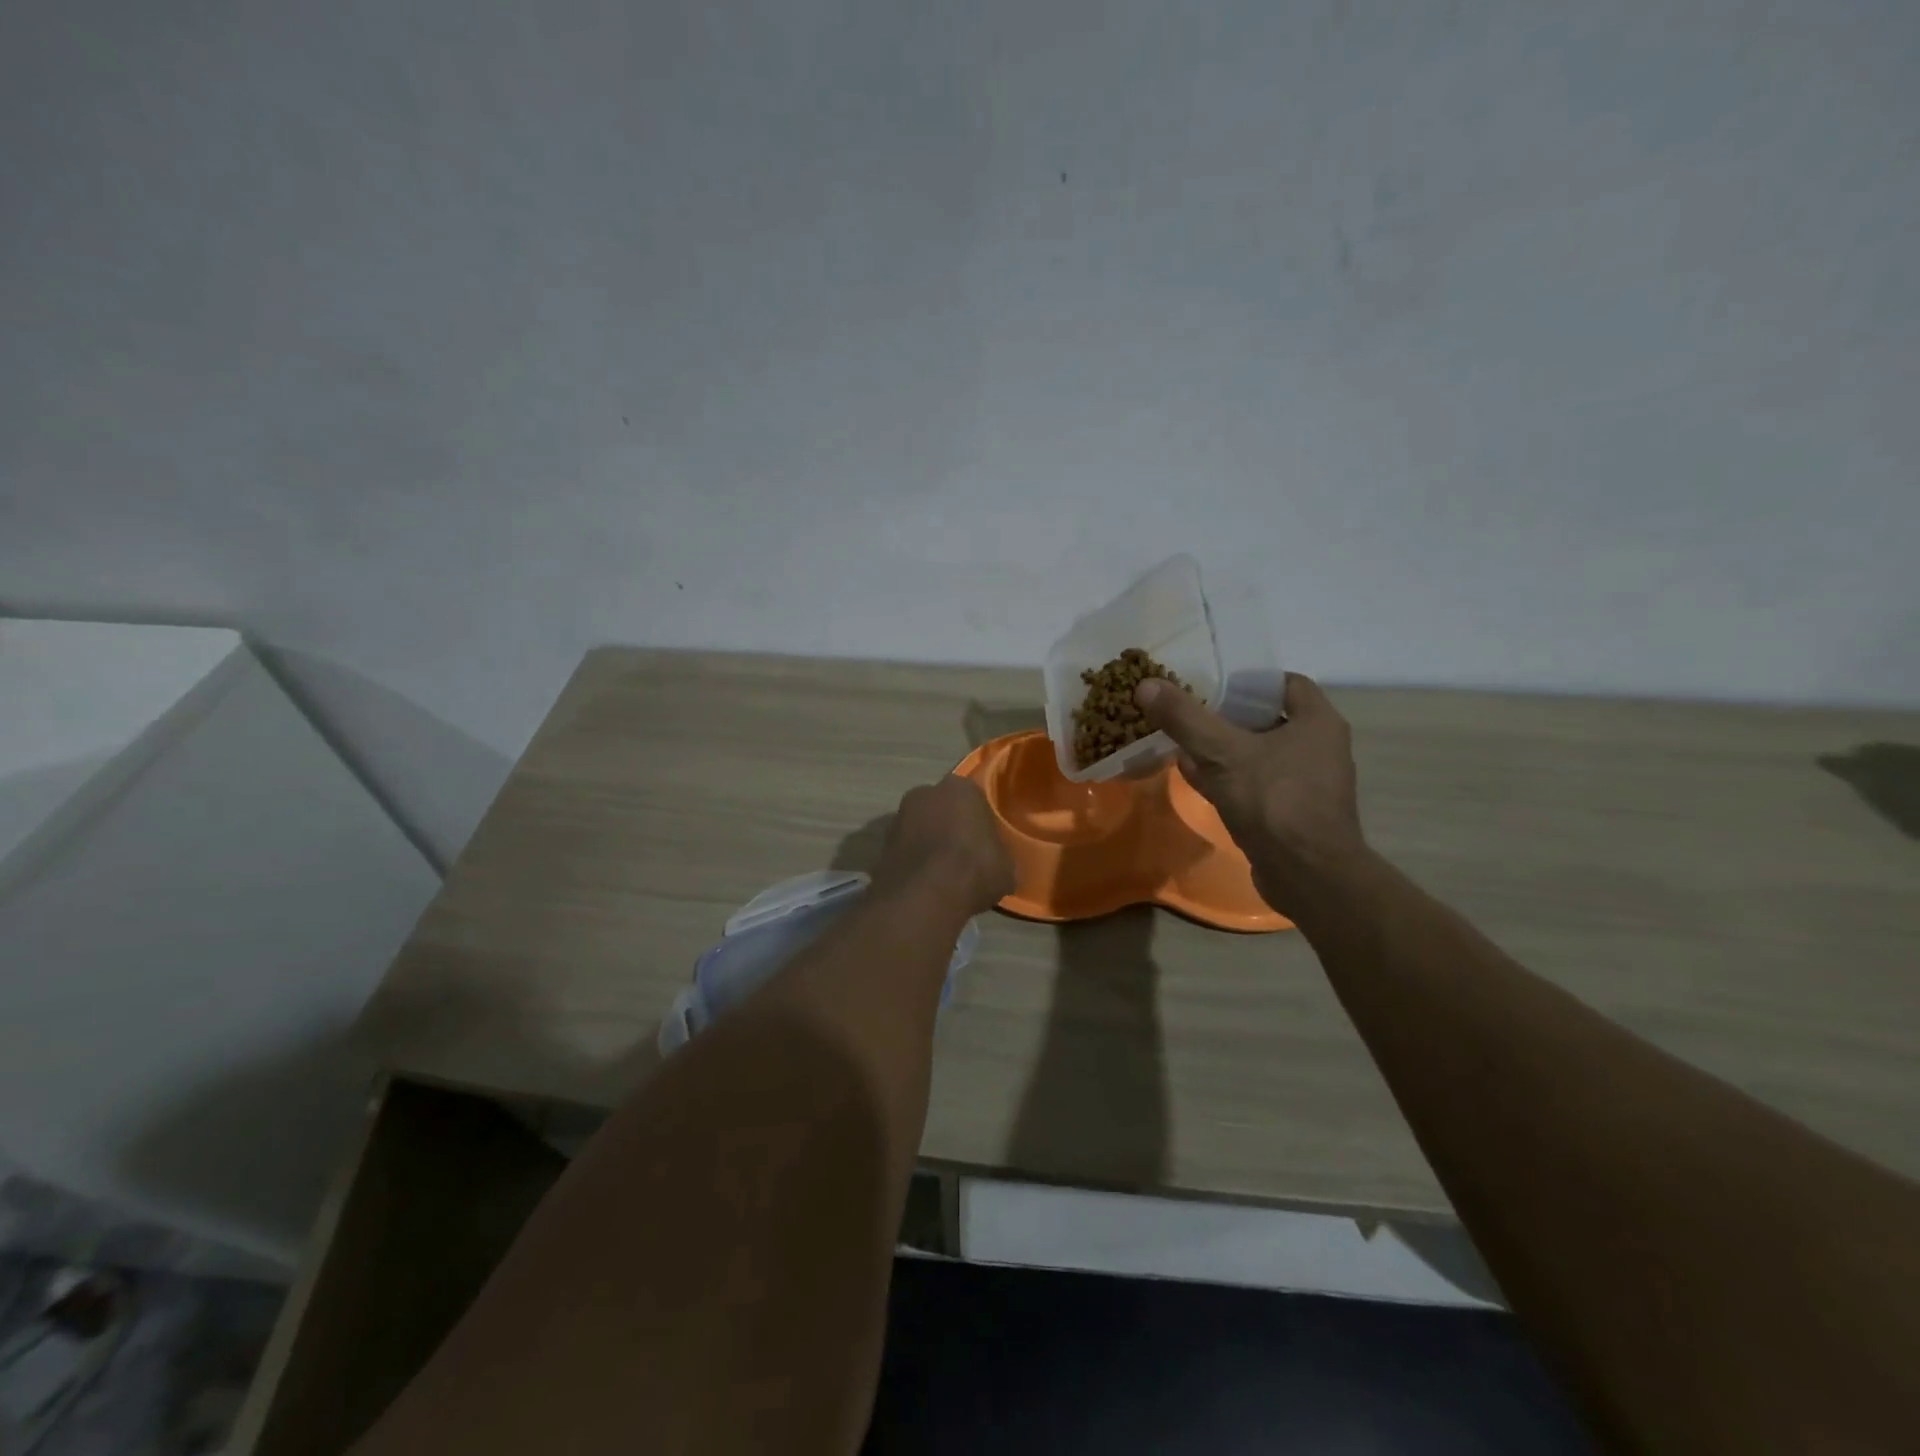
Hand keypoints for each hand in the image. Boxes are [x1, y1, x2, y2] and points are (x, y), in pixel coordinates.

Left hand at [872, 775, 1014, 916]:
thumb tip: (998, 864)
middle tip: (964, 856)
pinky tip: (925, 884)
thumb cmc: (973, 869)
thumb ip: (1000, 856)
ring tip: (943, 875)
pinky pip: (906, 849)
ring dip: (929, 844)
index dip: (980, 822)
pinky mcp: (882, 843)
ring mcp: (899, 816)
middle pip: (943, 808)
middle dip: (950, 827)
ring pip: (921, 827)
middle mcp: (925, 793)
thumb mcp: (1006, 867)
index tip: (985, 843)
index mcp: (960, 788)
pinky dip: (914, 862)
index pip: (974, 799)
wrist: (923, 895)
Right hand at [1136, 673, 1367, 916]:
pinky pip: (1255, 784)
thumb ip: (1185, 718)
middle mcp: (1319, 748)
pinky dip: (1227, 777)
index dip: (1247, 680)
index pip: (1284, 683)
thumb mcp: (1222, 752)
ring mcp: (1306, 784)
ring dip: (1223, 748)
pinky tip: (1193, 777)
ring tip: (1182, 741)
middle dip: (1227, 714)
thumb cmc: (1274, 801)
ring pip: (1258, 754)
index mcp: (1317, 722)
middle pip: (1267, 718)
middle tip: (1189, 710)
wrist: (1307, 875)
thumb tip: (1145, 685)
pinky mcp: (1291, 813)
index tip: (1212, 681)